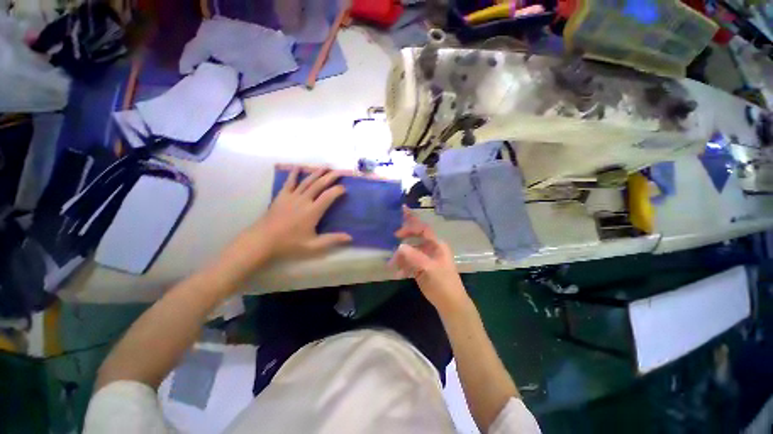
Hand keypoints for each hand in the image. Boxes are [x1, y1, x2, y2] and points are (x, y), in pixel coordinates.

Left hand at [260, 167, 352, 258]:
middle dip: (331, 176)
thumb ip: (332, 239)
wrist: (263, 240)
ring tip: (326, 166)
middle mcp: (304, 200)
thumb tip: (350, 237)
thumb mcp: (313, 245)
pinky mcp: (282, 196)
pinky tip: (298, 167)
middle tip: (341, 171)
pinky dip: (294, 173)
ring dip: (317, 172)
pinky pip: (290, 182)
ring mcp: (292, 196)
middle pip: (319, 184)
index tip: (344, 188)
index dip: (338, 190)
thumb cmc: (289, 243)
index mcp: (313, 211)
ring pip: (307, 181)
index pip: (329, 196)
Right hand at [390, 207, 470, 314]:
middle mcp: (430, 248)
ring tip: (392, 264)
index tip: (402, 211)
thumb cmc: (444, 283)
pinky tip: (398, 274)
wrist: (449, 303)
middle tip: (393, 238)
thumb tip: (399, 246)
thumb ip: (415, 257)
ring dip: (400, 256)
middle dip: (403, 239)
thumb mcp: (430, 269)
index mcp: (436, 245)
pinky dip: (402, 266)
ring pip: (409, 251)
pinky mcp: (420, 267)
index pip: (423, 228)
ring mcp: (424, 258)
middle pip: (414, 238)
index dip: (413, 220)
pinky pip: (408, 262)